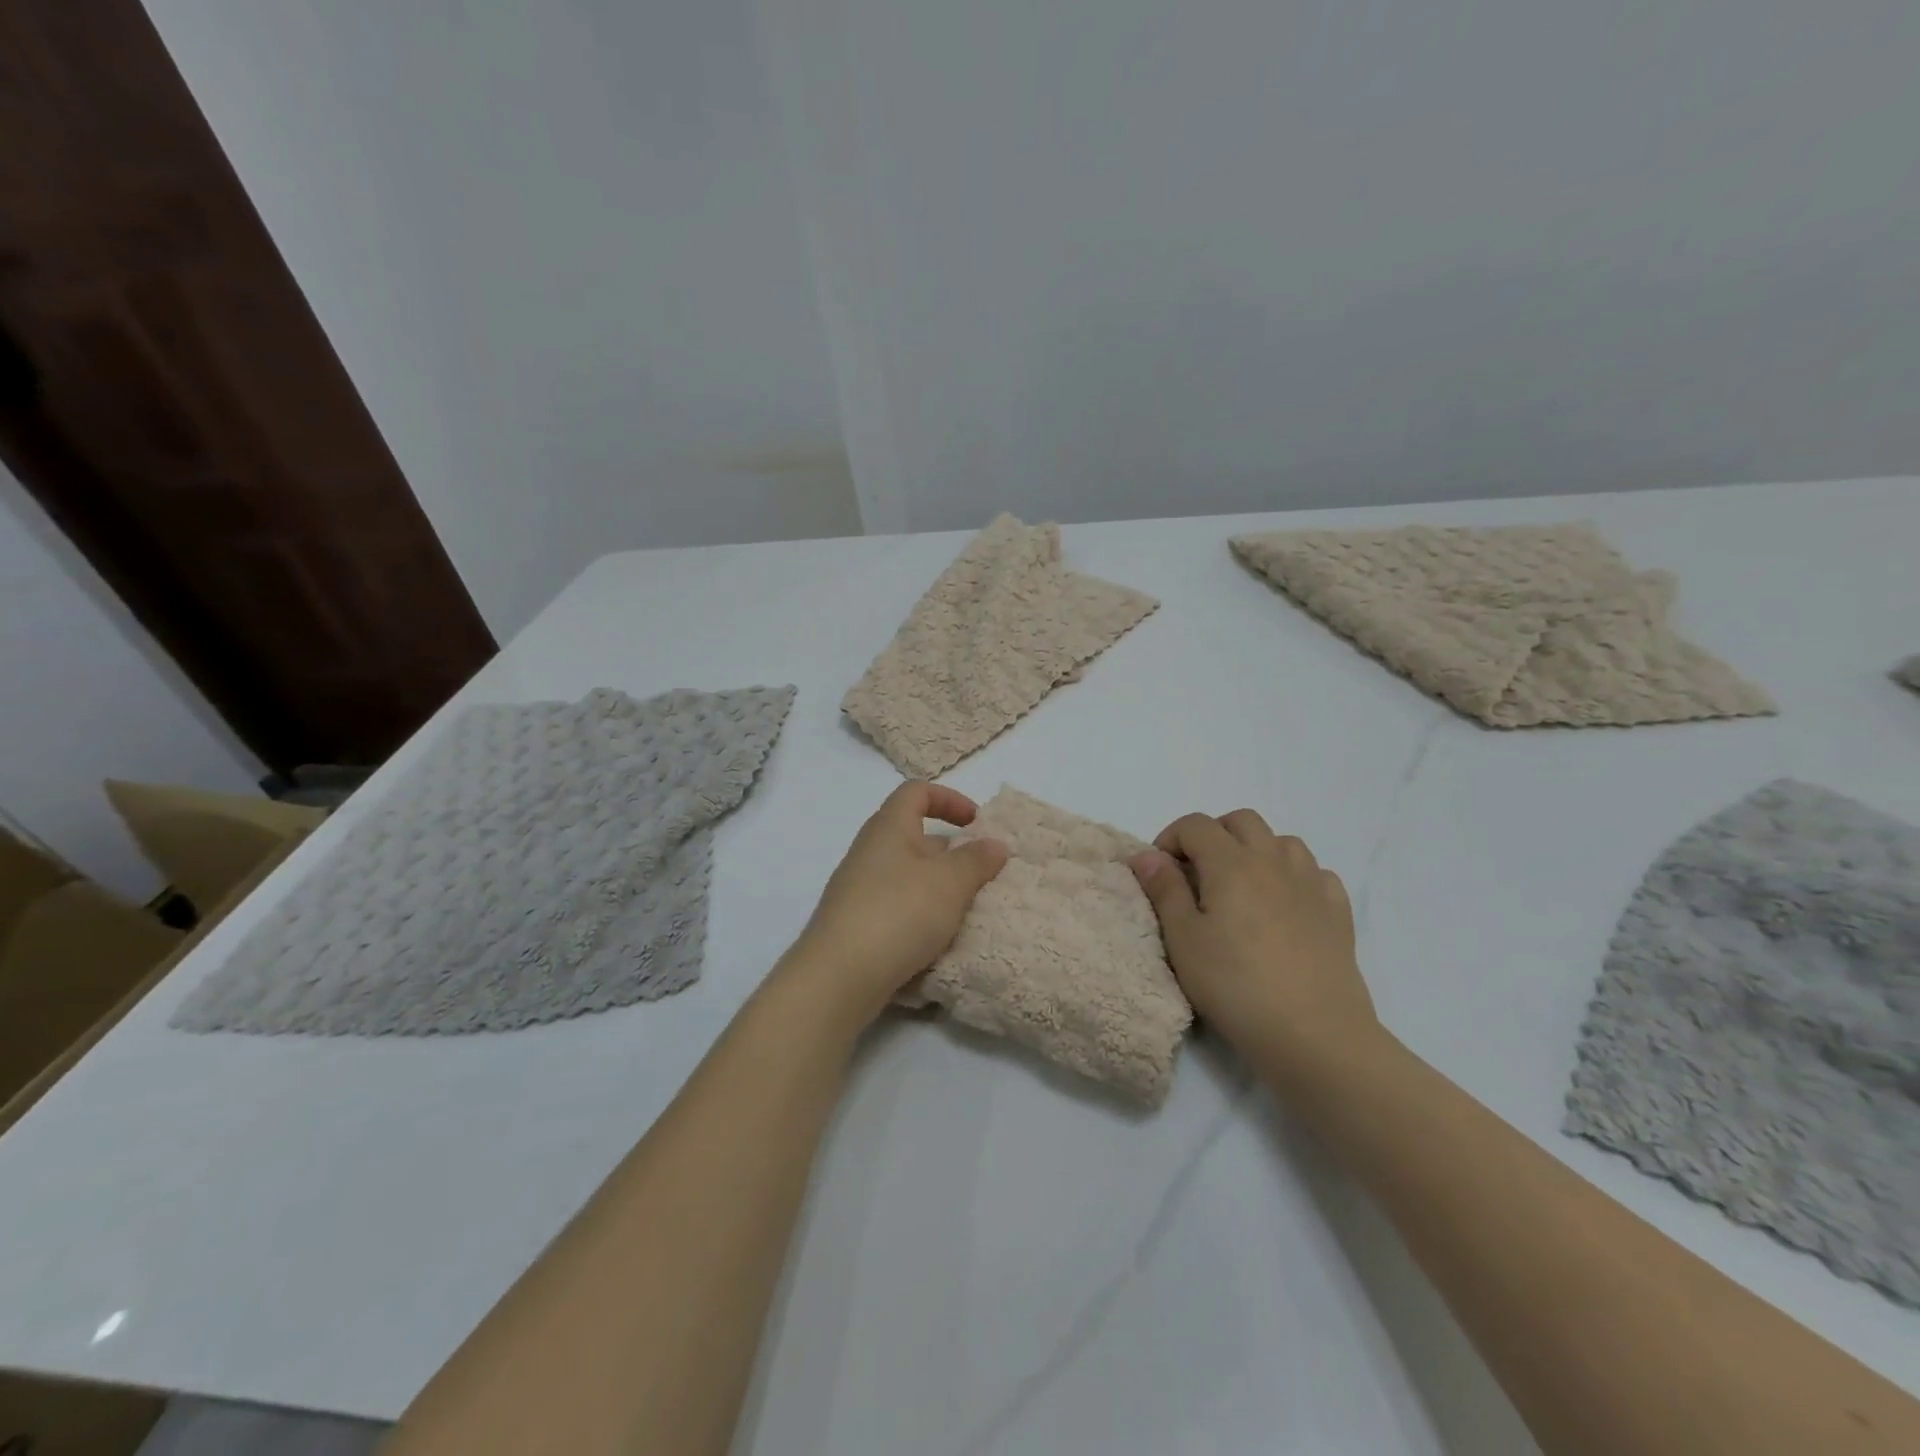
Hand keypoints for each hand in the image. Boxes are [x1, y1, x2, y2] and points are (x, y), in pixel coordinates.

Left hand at [782, 782, 1008, 1028]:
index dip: (950, 799)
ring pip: (909, 875)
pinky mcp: (857, 922)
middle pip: (916, 835)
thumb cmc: (899, 912)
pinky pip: (897, 905)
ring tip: (969, 910)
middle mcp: (870, 850)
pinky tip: (939, 938)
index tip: (978, 824)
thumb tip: (995, 843)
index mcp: (889, 827)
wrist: (839, 976)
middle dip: (952, 852)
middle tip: (983, 874)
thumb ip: (977, 860)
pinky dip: (922, 914)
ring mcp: (860, 888)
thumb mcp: (950, 883)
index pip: (917, 792)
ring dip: (940, 887)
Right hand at [1129, 810, 1378, 1078]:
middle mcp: (1273, 860)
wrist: (1315, 1034)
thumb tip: (1146, 854)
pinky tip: (1285, 906)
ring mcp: (1311, 883)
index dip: (1170, 839)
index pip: (1195, 824)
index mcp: (1231, 863)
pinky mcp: (1337, 911)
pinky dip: (1293, 876)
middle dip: (1213, 835)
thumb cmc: (1236, 986)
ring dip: (1256, 850)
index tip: (1160, 873)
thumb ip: (1164, 890)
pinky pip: (1315, 872)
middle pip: (1241, 821)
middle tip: (1197, 873)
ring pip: (1282, 841)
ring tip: (1241, 887)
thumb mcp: (1184, 940)